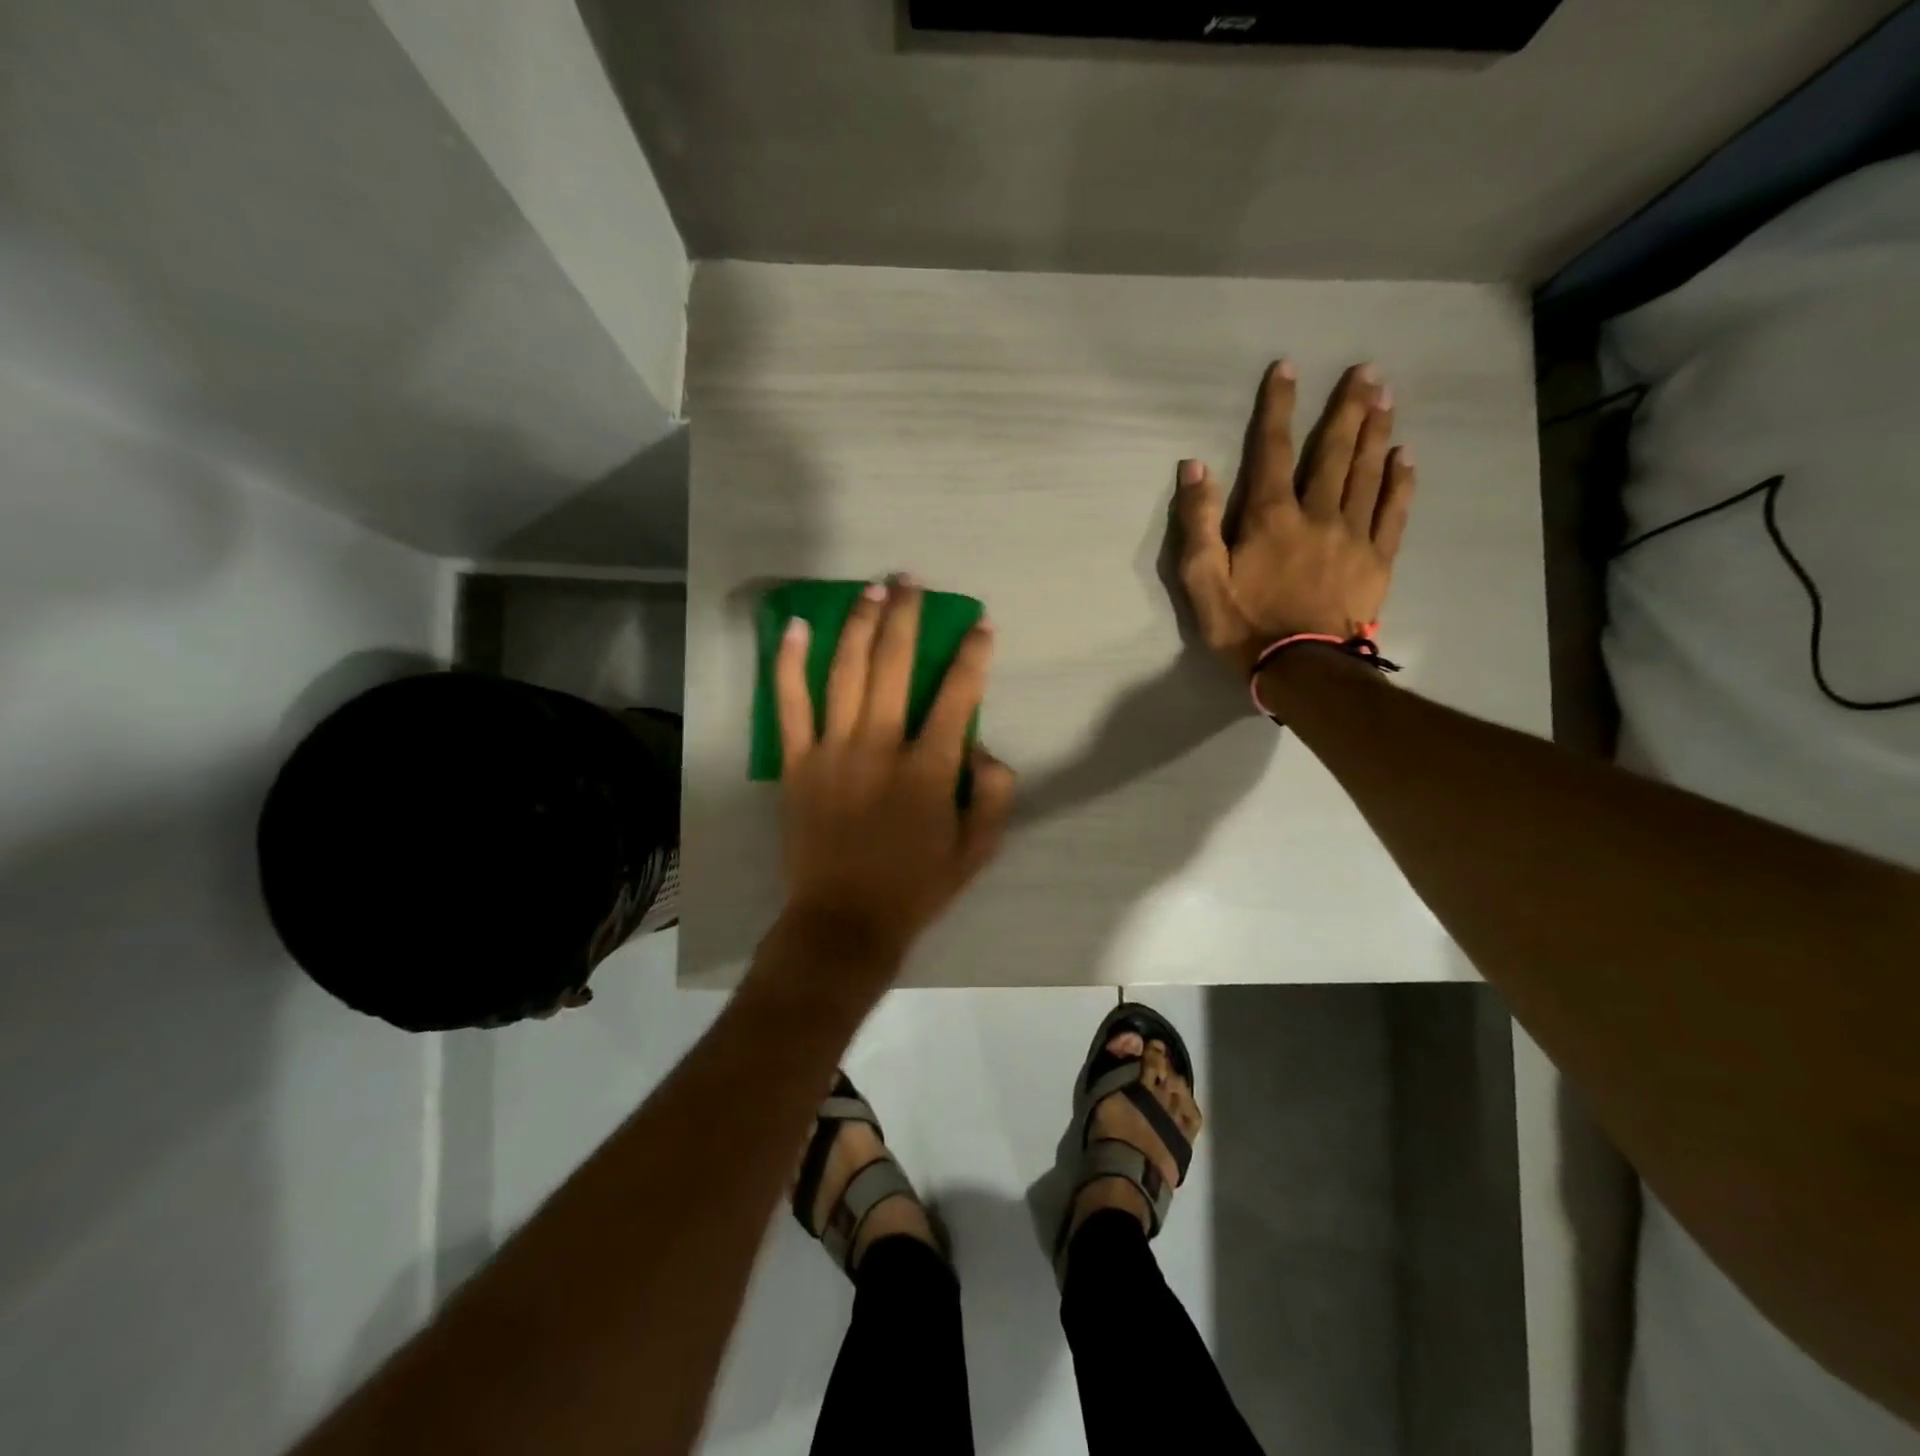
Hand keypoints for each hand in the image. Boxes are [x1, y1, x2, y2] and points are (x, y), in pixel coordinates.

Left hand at [775, 579, 1014, 963]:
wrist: (844, 920)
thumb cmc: (915, 887)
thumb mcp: (977, 850)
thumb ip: (993, 794)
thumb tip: (982, 749)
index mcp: (929, 769)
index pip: (957, 695)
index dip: (973, 655)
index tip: (981, 625)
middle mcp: (881, 746)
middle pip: (895, 665)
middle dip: (908, 617)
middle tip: (912, 581)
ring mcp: (833, 750)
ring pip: (846, 672)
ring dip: (860, 625)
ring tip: (872, 590)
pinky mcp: (798, 762)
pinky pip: (790, 704)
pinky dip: (790, 663)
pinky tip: (797, 627)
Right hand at [1176, 361, 1416, 676]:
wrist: (1301, 668)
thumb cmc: (1243, 626)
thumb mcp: (1202, 580)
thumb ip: (1197, 523)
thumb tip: (1195, 468)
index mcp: (1271, 516)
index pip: (1273, 450)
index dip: (1279, 407)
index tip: (1288, 368)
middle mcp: (1317, 513)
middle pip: (1334, 451)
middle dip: (1348, 407)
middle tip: (1366, 370)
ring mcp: (1353, 534)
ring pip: (1368, 472)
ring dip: (1378, 431)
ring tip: (1387, 396)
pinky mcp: (1377, 560)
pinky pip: (1393, 511)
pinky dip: (1400, 481)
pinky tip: (1406, 456)